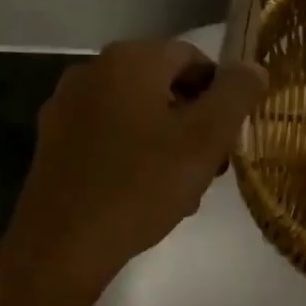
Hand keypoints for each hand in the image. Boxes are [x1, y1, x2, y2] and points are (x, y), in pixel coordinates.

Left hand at [11, 40, 266, 293]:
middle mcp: (94, 69)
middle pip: (164, 85)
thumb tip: (252, 68)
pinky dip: (133, 152)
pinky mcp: (53, 139)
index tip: (229, 136)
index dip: (221, 94)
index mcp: (131, 59)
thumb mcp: (206, 137)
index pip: (193, 58)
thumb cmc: (141, 184)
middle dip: (194, 121)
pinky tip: (144, 194)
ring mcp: (67, 105)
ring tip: (181, 188)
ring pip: (137, 112)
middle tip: (211, 165)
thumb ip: (237, 93)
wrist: (61, 247)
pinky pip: (108, 133)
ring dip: (167, 140)